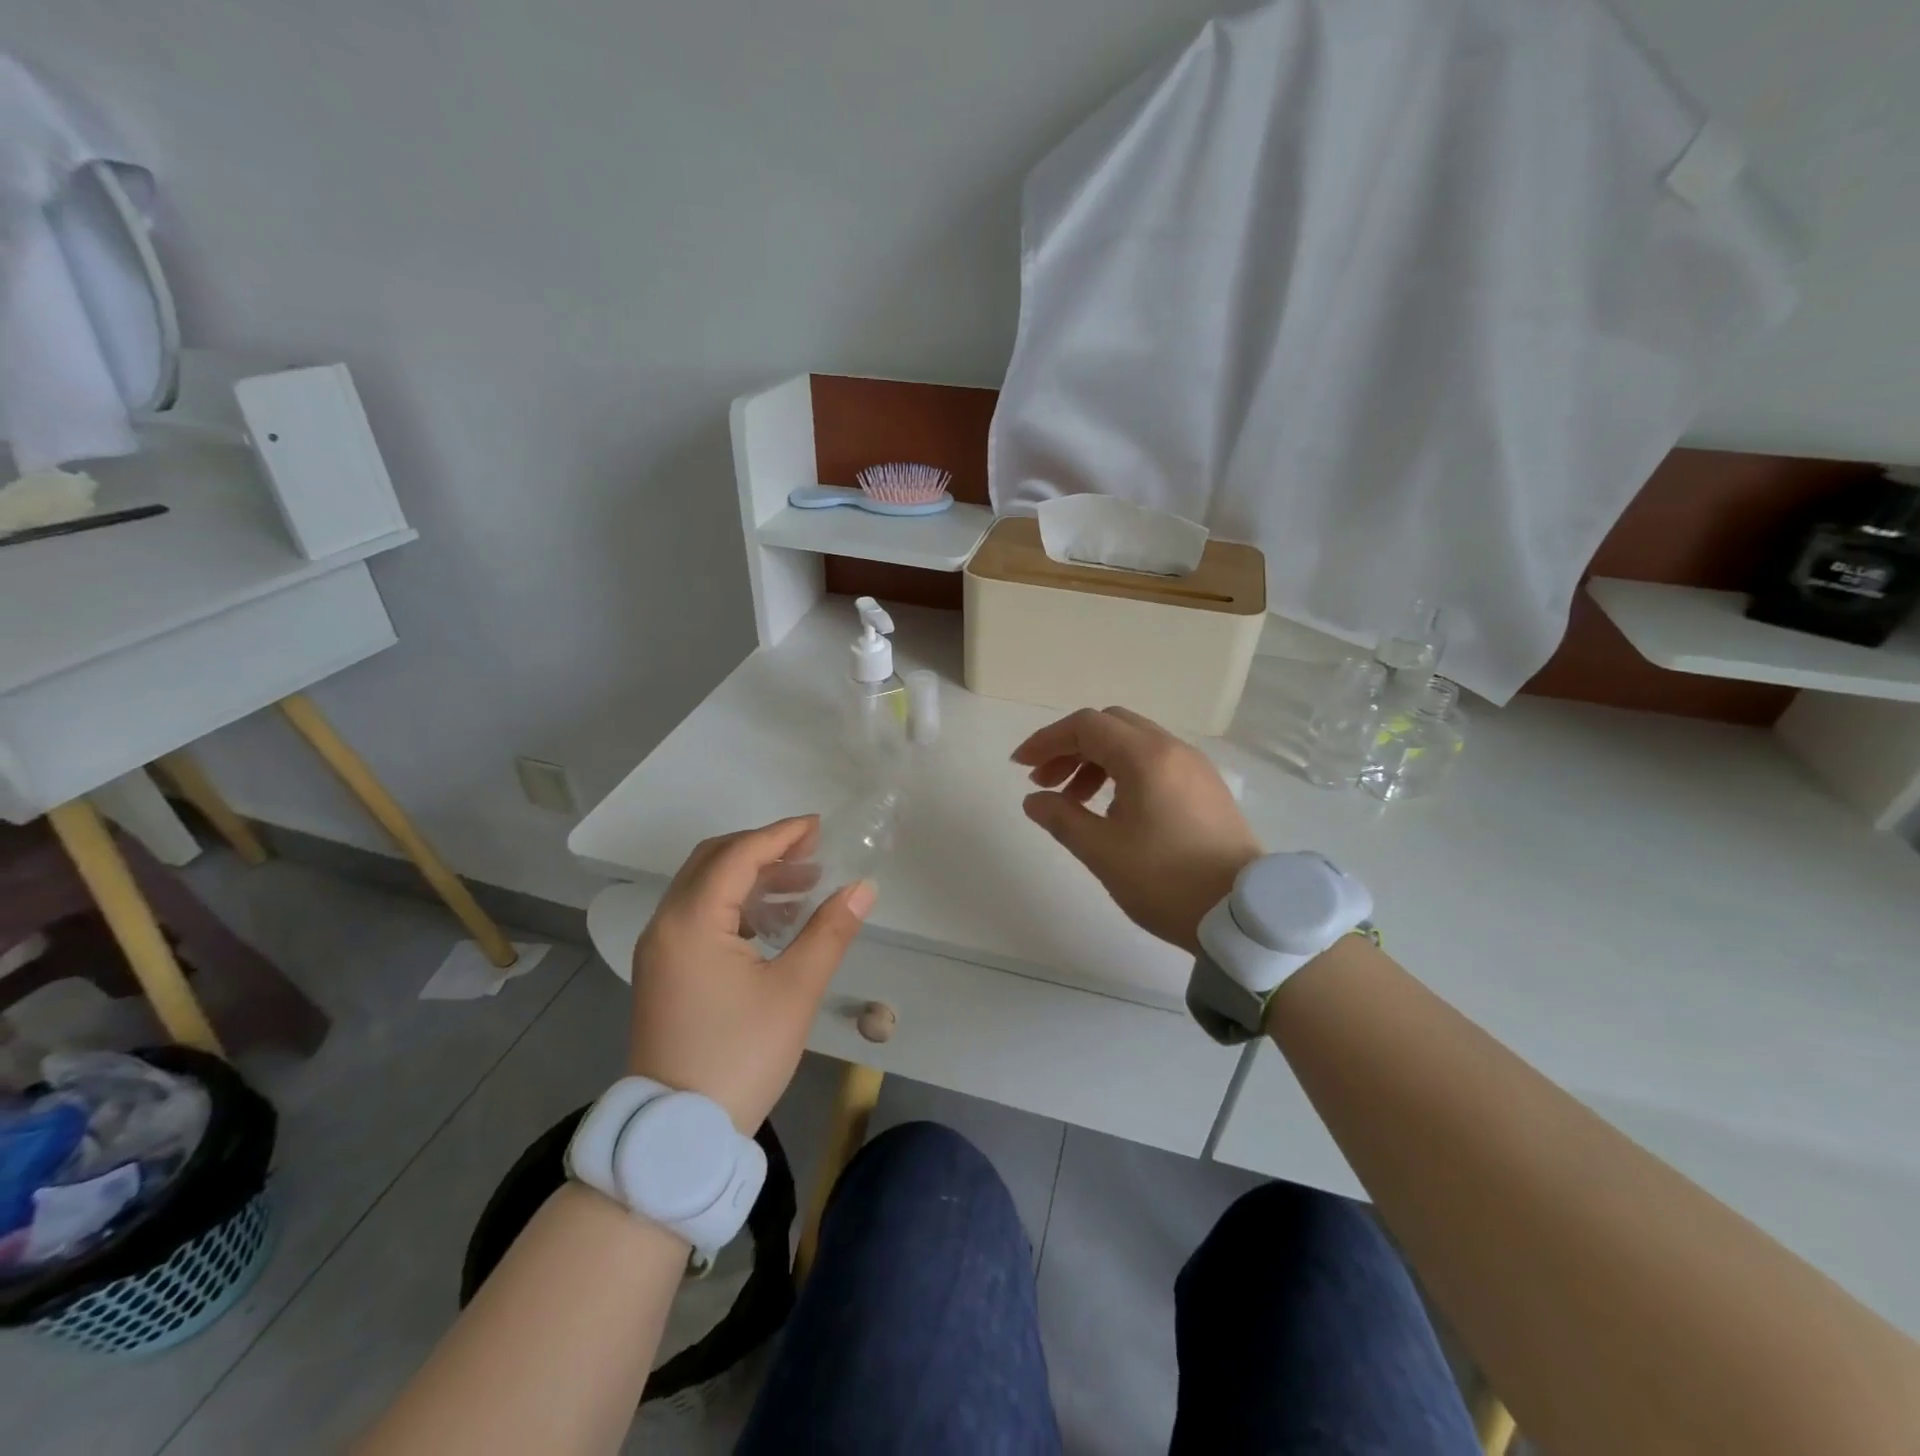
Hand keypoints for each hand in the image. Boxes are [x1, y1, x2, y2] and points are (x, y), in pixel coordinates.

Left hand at [629, 818, 874, 1132]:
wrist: (679, 1133)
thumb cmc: (740, 1057)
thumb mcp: (795, 991)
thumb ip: (829, 931)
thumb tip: (862, 887)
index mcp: (692, 922)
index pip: (738, 855)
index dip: (781, 835)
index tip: (819, 827)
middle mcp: (666, 924)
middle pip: (714, 861)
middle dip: (764, 849)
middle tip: (811, 851)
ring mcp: (660, 949)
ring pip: (705, 887)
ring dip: (751, 876)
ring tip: (803, 885)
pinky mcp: (664, 970)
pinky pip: (699, 915)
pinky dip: (736, 904)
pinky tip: (773, 921)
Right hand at [1012, 707, 1261, 953]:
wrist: (1242, 915)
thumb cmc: (1166, 881)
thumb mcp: (1103, 852)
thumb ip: (1062, 818)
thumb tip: (1034, 800)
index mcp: (1146, 757)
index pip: (1086, 725)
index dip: (1047, 739)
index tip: (1020, 766)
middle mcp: (1172, 749)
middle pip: (1110, 726)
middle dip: (1070, 748)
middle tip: (1045, 782)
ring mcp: (1194, 767)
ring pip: (1134, 744)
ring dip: (1096, 761)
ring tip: (1074, 801)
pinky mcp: (1206, 788)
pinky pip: (1156, 762)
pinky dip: (1124, 772)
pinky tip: (1113, 810)